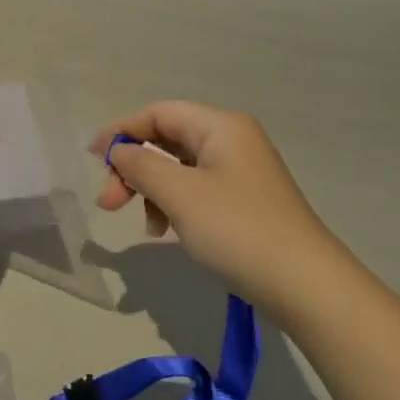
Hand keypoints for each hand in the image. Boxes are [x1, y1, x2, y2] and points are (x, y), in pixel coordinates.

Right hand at [89, 101, 343, 311]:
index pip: (159, 113)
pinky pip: (197, 190)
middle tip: (109, 204)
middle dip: (134, 168)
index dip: (123, 131)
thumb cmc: (238, 230)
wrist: (306, 285)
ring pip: (180, 168)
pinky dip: (175, 206)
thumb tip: (120, 151)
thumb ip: (141, 165)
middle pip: (168, 139)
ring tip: (146, 227)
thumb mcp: (180, 195)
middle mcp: (232, 140)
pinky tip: (168, 232)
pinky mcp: (244, 202)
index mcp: (221, 126)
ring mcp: (240, 172)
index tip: (94, 161)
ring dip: (153, 190)